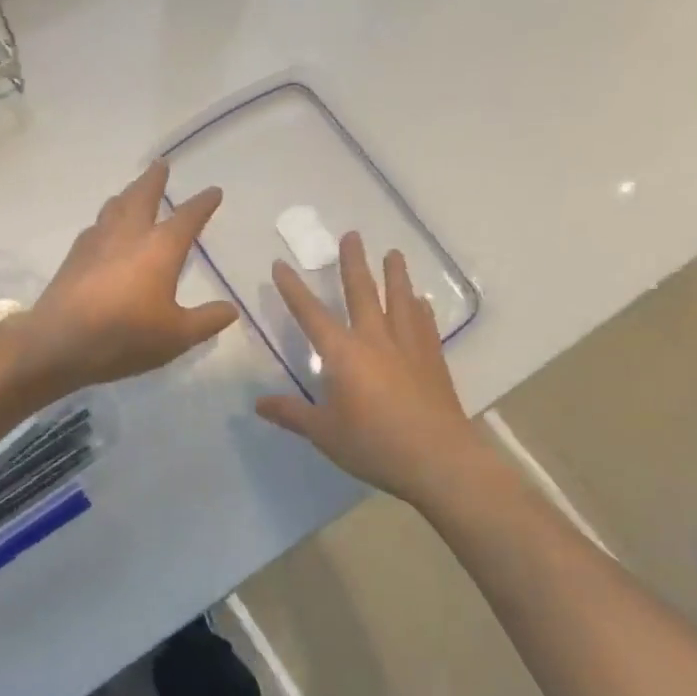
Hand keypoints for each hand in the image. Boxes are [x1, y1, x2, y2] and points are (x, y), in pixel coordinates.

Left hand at [13, 160, 240, 396]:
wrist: (59, 341)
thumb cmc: (125, 336)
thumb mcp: (176, 336)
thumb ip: (206, 320)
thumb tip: (231, 309)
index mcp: (160, 247)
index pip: (188, 217)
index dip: (203, 203)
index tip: (213, 191)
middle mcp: (129, 234)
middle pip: (144, 195)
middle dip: (155, 179)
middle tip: (161, 164)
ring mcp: (98, 240)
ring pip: (116, 205)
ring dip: (128, 193)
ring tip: (133, 191)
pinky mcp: (75, 254)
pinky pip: (96, 225)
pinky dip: (107, 218)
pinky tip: (104, 228)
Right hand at [256, 232, 490, 509]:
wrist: (439, 460)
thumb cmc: (374, 444)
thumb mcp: (324, 433)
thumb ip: (291, 414)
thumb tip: (257, 404)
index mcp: (343, 353)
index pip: (310, 314)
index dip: (293, 289)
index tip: (280, 264)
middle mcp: (374, 340)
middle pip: (362, 292)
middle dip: (353, 263)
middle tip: (351, 235)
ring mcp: (408, 347)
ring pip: (399, 300)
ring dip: (395, 275)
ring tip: (393, 253)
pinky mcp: (432, 361)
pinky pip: (425, 325)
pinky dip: (420, 309)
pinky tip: (421, 300)